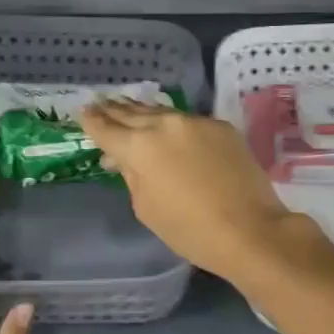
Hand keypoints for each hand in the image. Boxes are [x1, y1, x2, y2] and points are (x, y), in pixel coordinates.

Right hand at [79, 99, 307, 284]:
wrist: (250, 230)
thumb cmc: (190, 230)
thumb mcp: (146, 208)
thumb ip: (132, 176)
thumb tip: (125, 159)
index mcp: (140, 147)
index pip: (107, 129)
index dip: (92, 122)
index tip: (83, 112)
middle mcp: (165, 125)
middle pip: (132, 114)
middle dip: (114, 110)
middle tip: (99, 103)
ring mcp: (196, 123)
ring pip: (162, 113)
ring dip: (142, 112)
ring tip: (127, 107)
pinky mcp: (221, 128)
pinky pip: (189, 122)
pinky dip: (173, 124)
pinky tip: (167, 126)